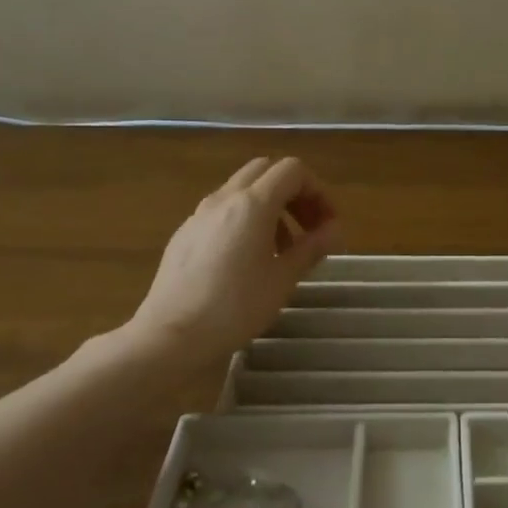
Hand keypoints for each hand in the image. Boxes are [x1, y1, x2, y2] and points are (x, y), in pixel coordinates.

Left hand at [126, 157, 339, 357]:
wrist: (171, 336)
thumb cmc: (235, 307)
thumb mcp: (283, 279)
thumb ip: (312, 247)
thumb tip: (336, 230)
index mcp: (252, 204)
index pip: (292, 170)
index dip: (317, 190)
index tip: (327, 224)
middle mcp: (224, 199)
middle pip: (265, 171)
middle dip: (293, 193)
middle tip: (307, 228)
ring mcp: (199, 214)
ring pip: (242, 190)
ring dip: (269, 207)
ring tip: (280, 250)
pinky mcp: (184, 234)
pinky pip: (221, 211)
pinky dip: (243, 220)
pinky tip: (245, 261)